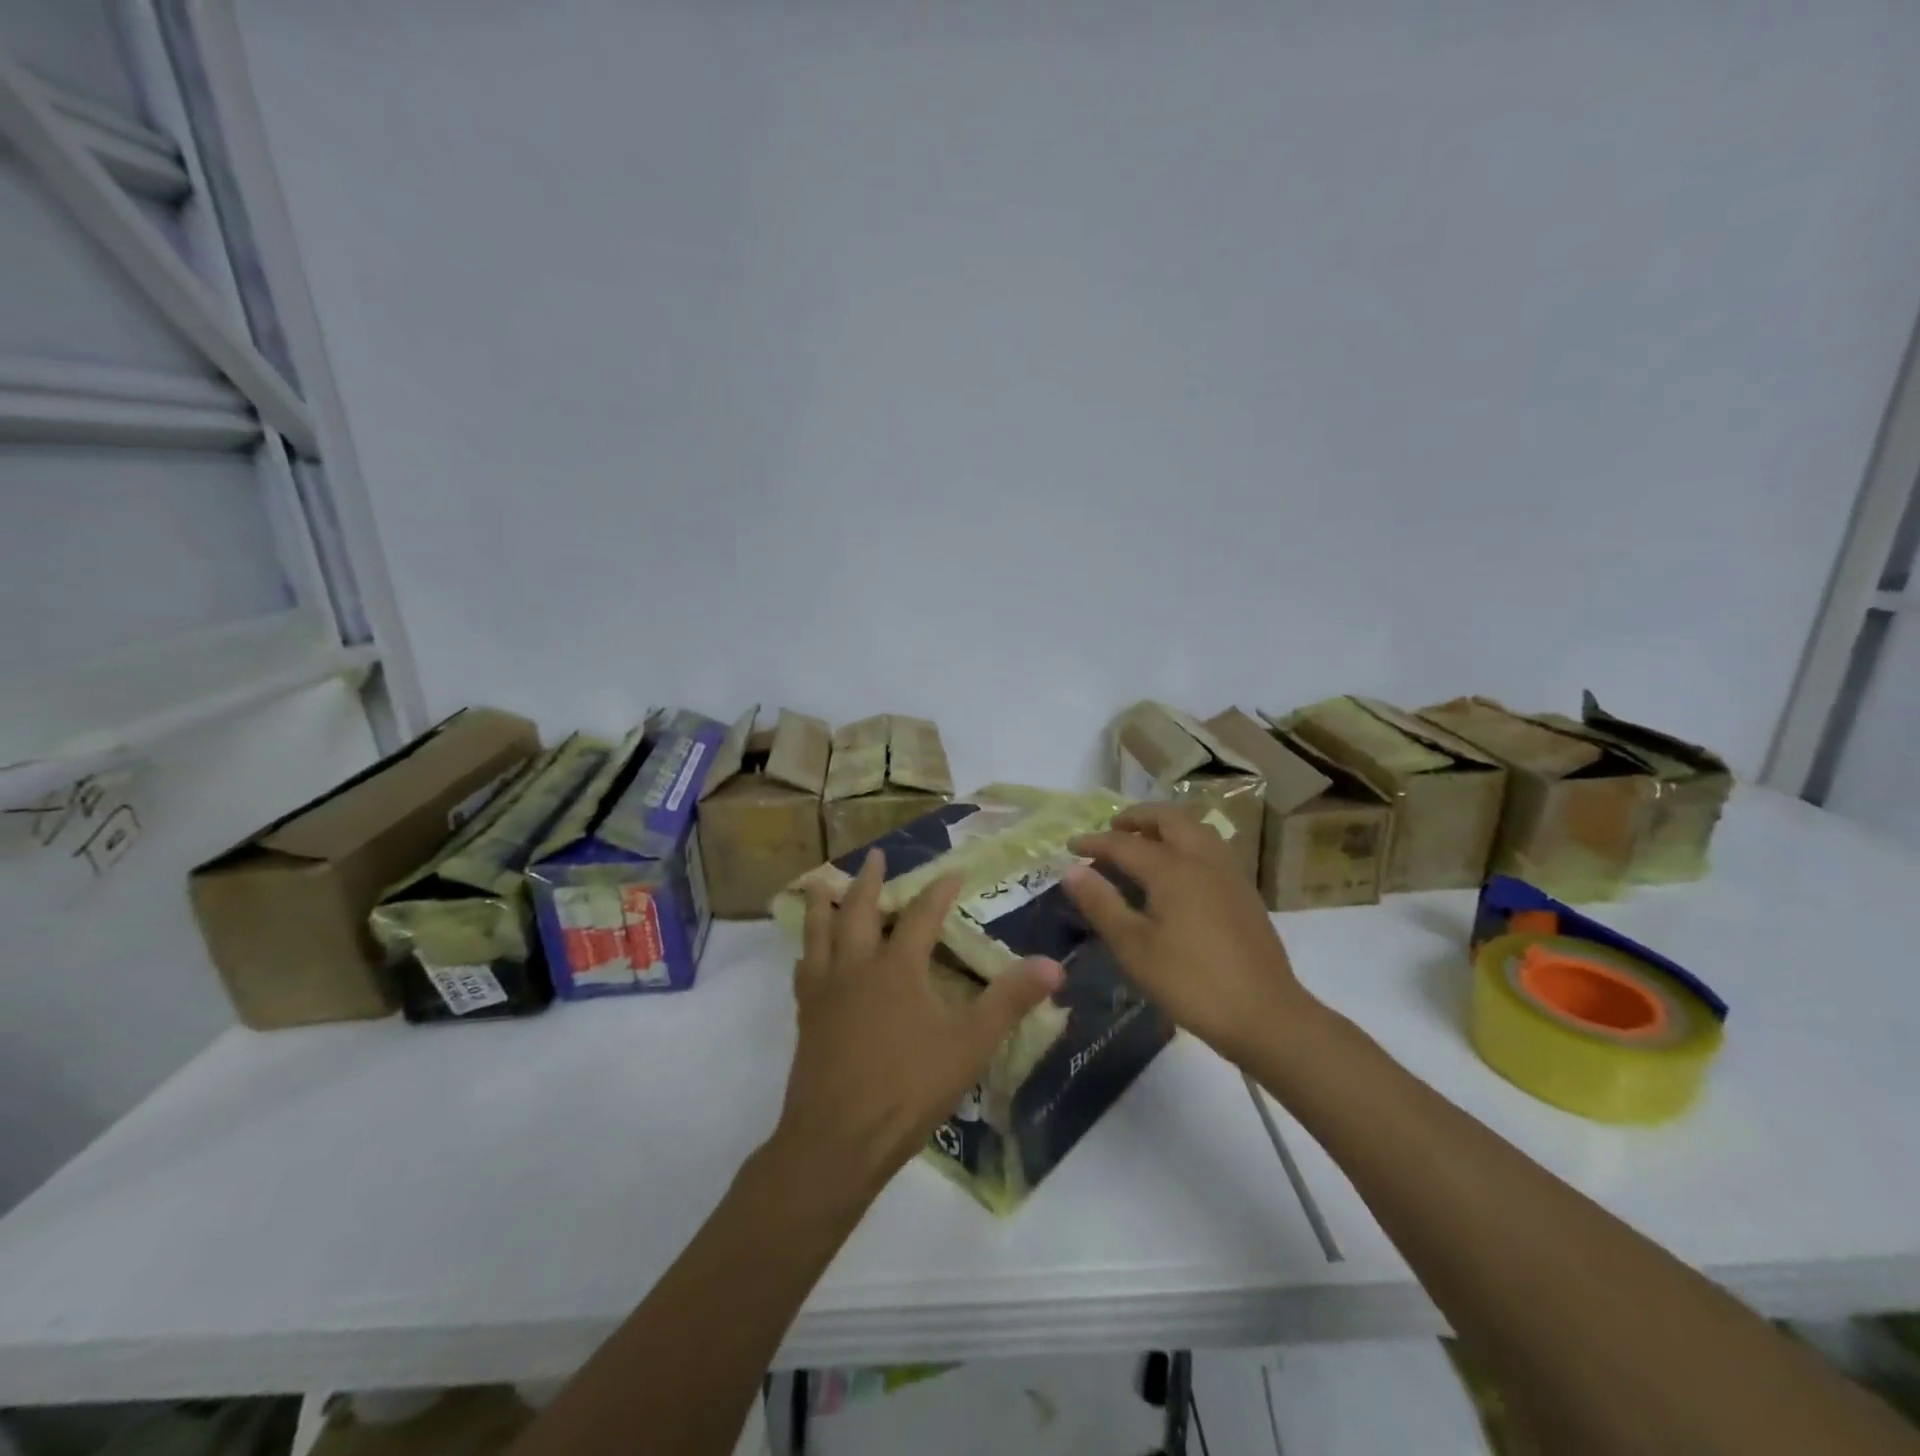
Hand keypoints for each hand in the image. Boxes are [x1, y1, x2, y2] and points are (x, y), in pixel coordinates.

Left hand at [772, 849, 1063, 1205]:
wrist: (836, 1140)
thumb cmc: (907, 1089)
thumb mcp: (970, 1045)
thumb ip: (1009, 1001)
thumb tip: (1053, 965)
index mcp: (896, 967)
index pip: (921, 915)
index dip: (939, 891)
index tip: (954, 871)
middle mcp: (856, 967)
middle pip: (859, 910)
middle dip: (869, 880)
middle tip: (875, 856)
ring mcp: (824, 991)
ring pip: (820, 932)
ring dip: (824, 904)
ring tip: (821, 883)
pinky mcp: (806, 1017)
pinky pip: (803, 969)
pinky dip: (808, 951)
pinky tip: (808, 956)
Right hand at [1064, 803, 1314, 1067]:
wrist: (1265, 1014)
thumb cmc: (1190, 982)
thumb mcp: (1133, 947)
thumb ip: (1101, 903)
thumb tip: (1071, 869)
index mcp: (1172, 868)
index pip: (1123, 843)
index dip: (1094, 842)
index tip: (1069, 846)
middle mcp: (1202, 858)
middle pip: (1167, 818)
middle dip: (1136, 818)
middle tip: (1111, 830)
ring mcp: (1228, 872)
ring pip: (1194, 828)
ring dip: (1164, 826)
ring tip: (1142, 843)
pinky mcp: (1243, 891)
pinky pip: (1209, 847)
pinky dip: (1184, 842)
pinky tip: (1176, 871)